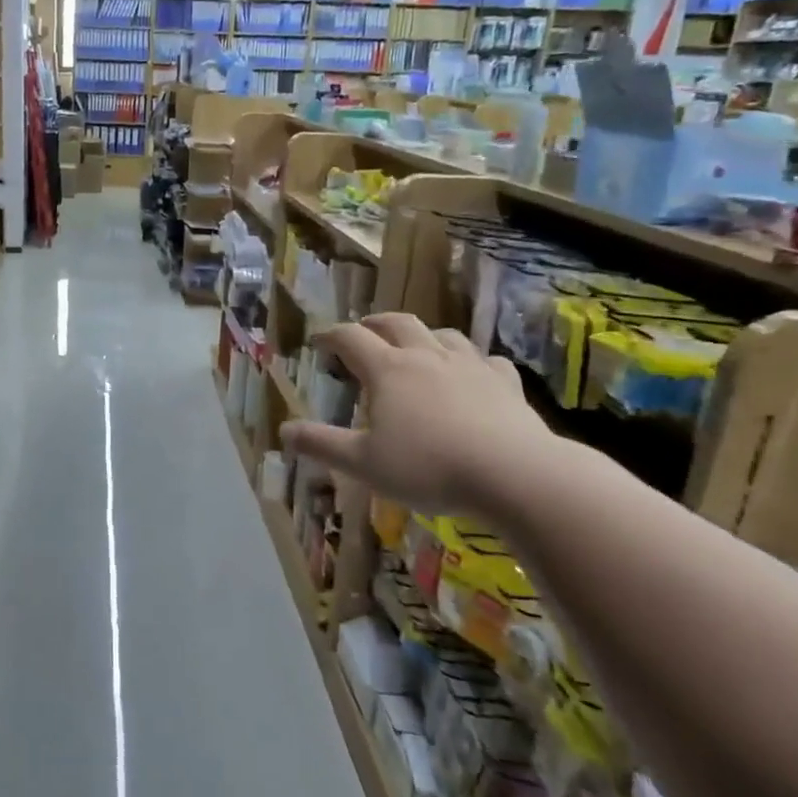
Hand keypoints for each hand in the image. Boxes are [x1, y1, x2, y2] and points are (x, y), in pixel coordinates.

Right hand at [279, 314, 554, 519]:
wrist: (514, 474)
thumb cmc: (428, 467)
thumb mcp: (362, 463)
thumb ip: (321, 444)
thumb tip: (283, 431)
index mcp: (387, 370)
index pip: (350, 338)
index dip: (330, 335)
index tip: (318, 340)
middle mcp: (425, 356)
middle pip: (396, 323)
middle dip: (374, 324)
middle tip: (362, 331)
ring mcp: (469, 365)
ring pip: (442, 335)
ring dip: (422, 335)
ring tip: (414, 346)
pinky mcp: (505, 382)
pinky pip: (485, 359)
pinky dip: (470, 360)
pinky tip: (472, 372)